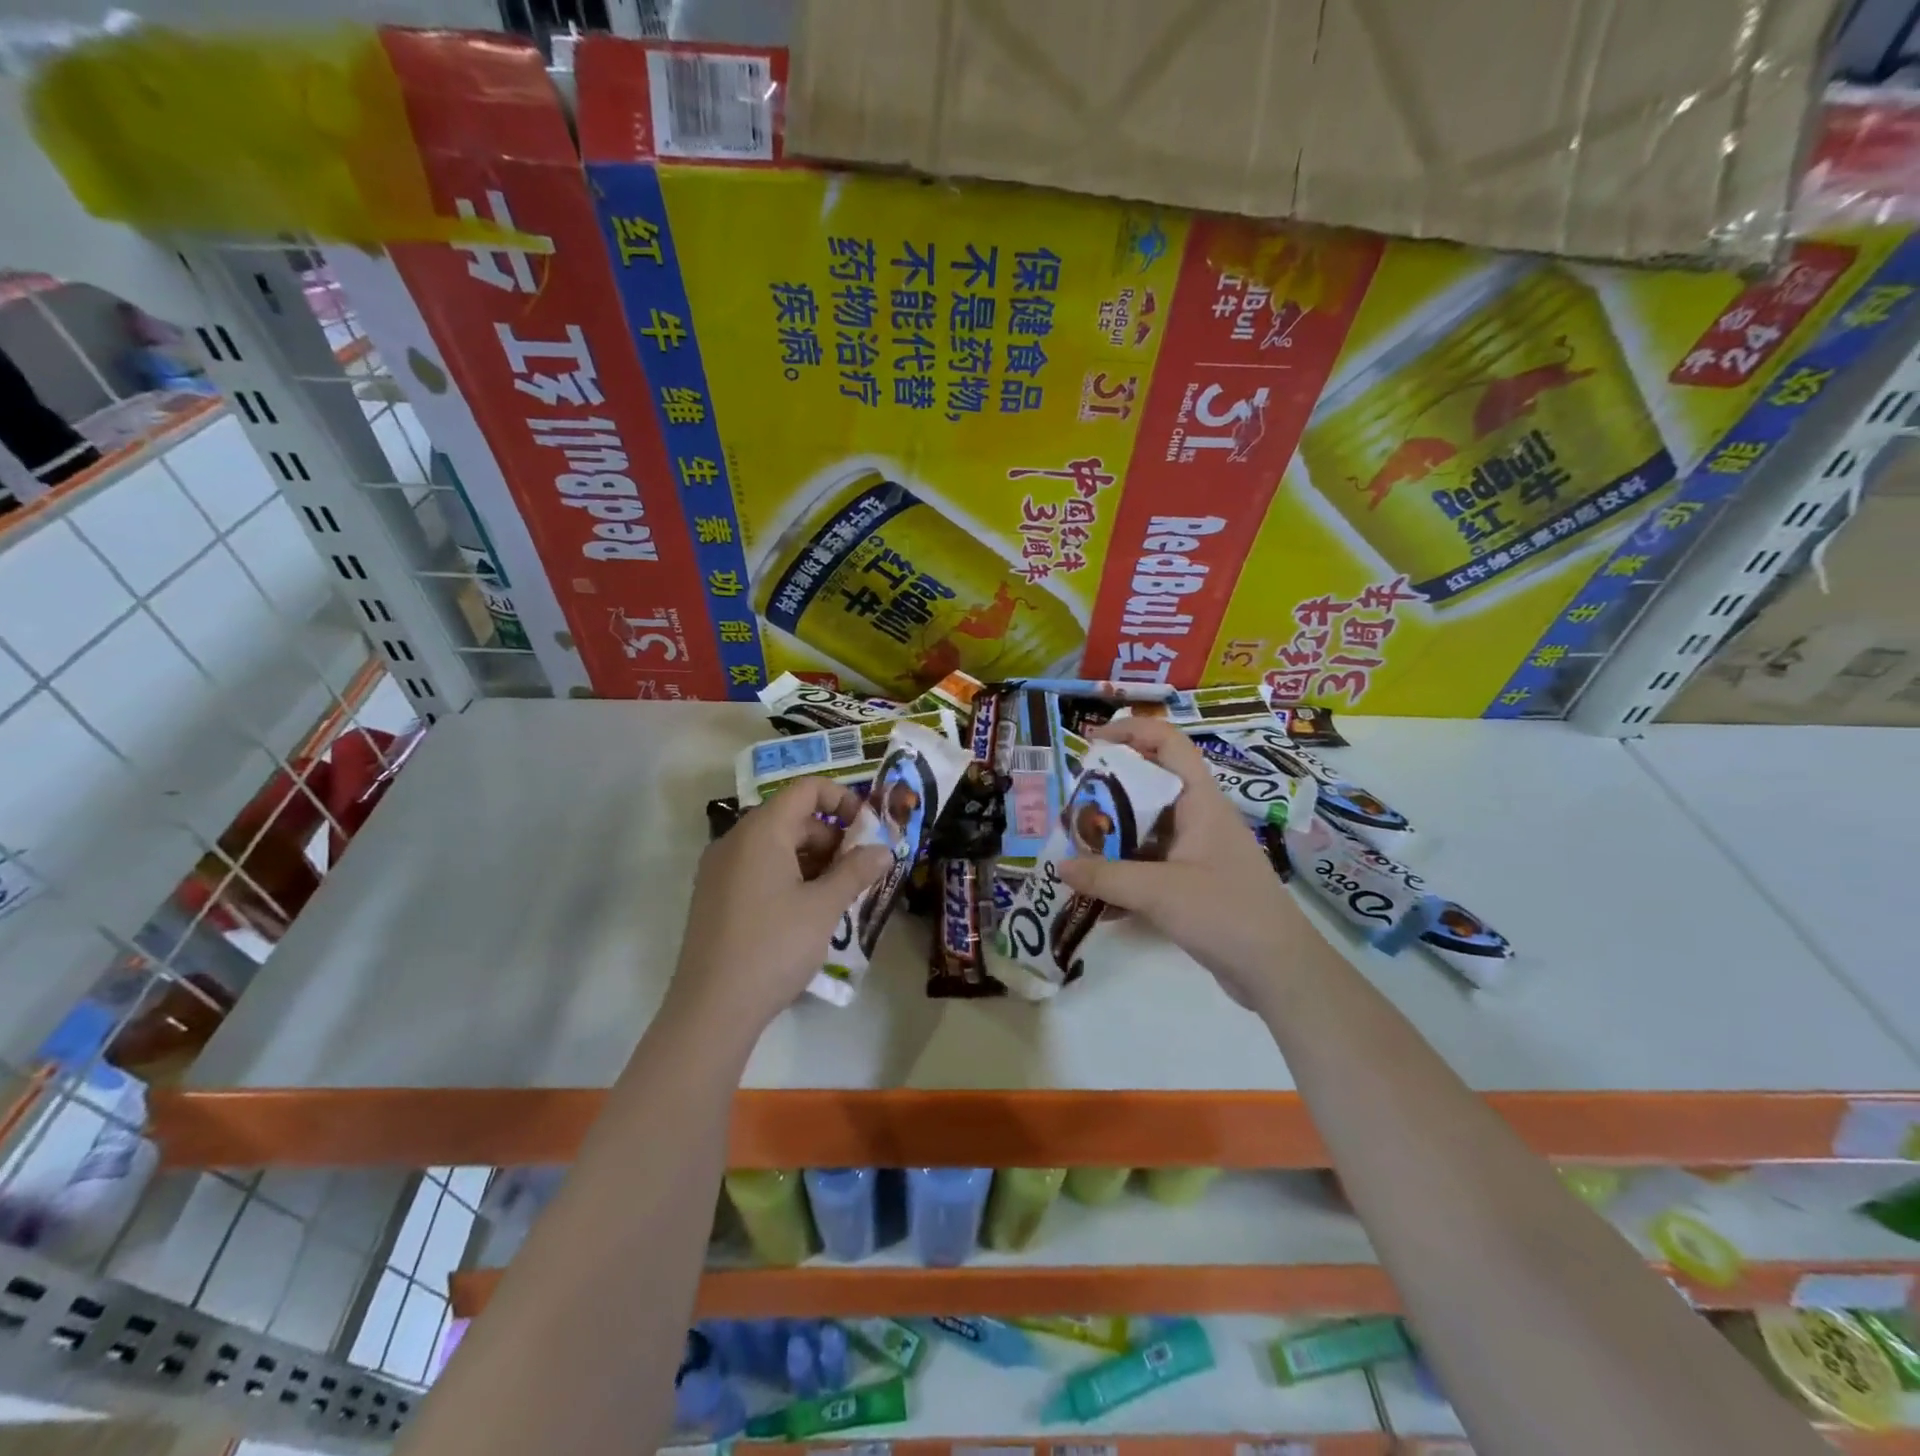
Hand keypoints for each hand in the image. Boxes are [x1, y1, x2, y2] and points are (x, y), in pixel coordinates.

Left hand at [670, 778, 891, 1032]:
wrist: (712, 1009)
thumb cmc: (774, 947)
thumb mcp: (824, 907)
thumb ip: (856, 871)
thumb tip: (883, 850)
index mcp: (761, 831)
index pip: (807, 789)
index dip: (843, 799)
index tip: (868, 830)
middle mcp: (735, 840)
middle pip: (792, 817)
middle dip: (832, 836)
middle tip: (858, 870)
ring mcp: (720, 869)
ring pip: (775, 844)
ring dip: (812, 859)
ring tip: (837, 894)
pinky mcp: (714, 896)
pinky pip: (758, 868)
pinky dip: (788, 875)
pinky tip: (806, 911)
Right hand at [1058, 717, 1305, 1006]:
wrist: (1279, 970)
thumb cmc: (1226, 913)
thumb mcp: (1158, 891)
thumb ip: (1105, 876)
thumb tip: (1060, 865)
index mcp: (1200, 800)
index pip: (1168, 743)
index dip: (1130, 731)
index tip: (1091, 742)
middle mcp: (1199, 817)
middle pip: (1149, 786)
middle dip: (1108, 793)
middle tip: (1072, 807)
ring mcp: (1198, 851)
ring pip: (1147, 828)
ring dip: (1113, 838)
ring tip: (1075, 851)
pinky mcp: (1195, 882)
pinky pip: (1151, 864)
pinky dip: (1125, 874)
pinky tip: (1098, 900)